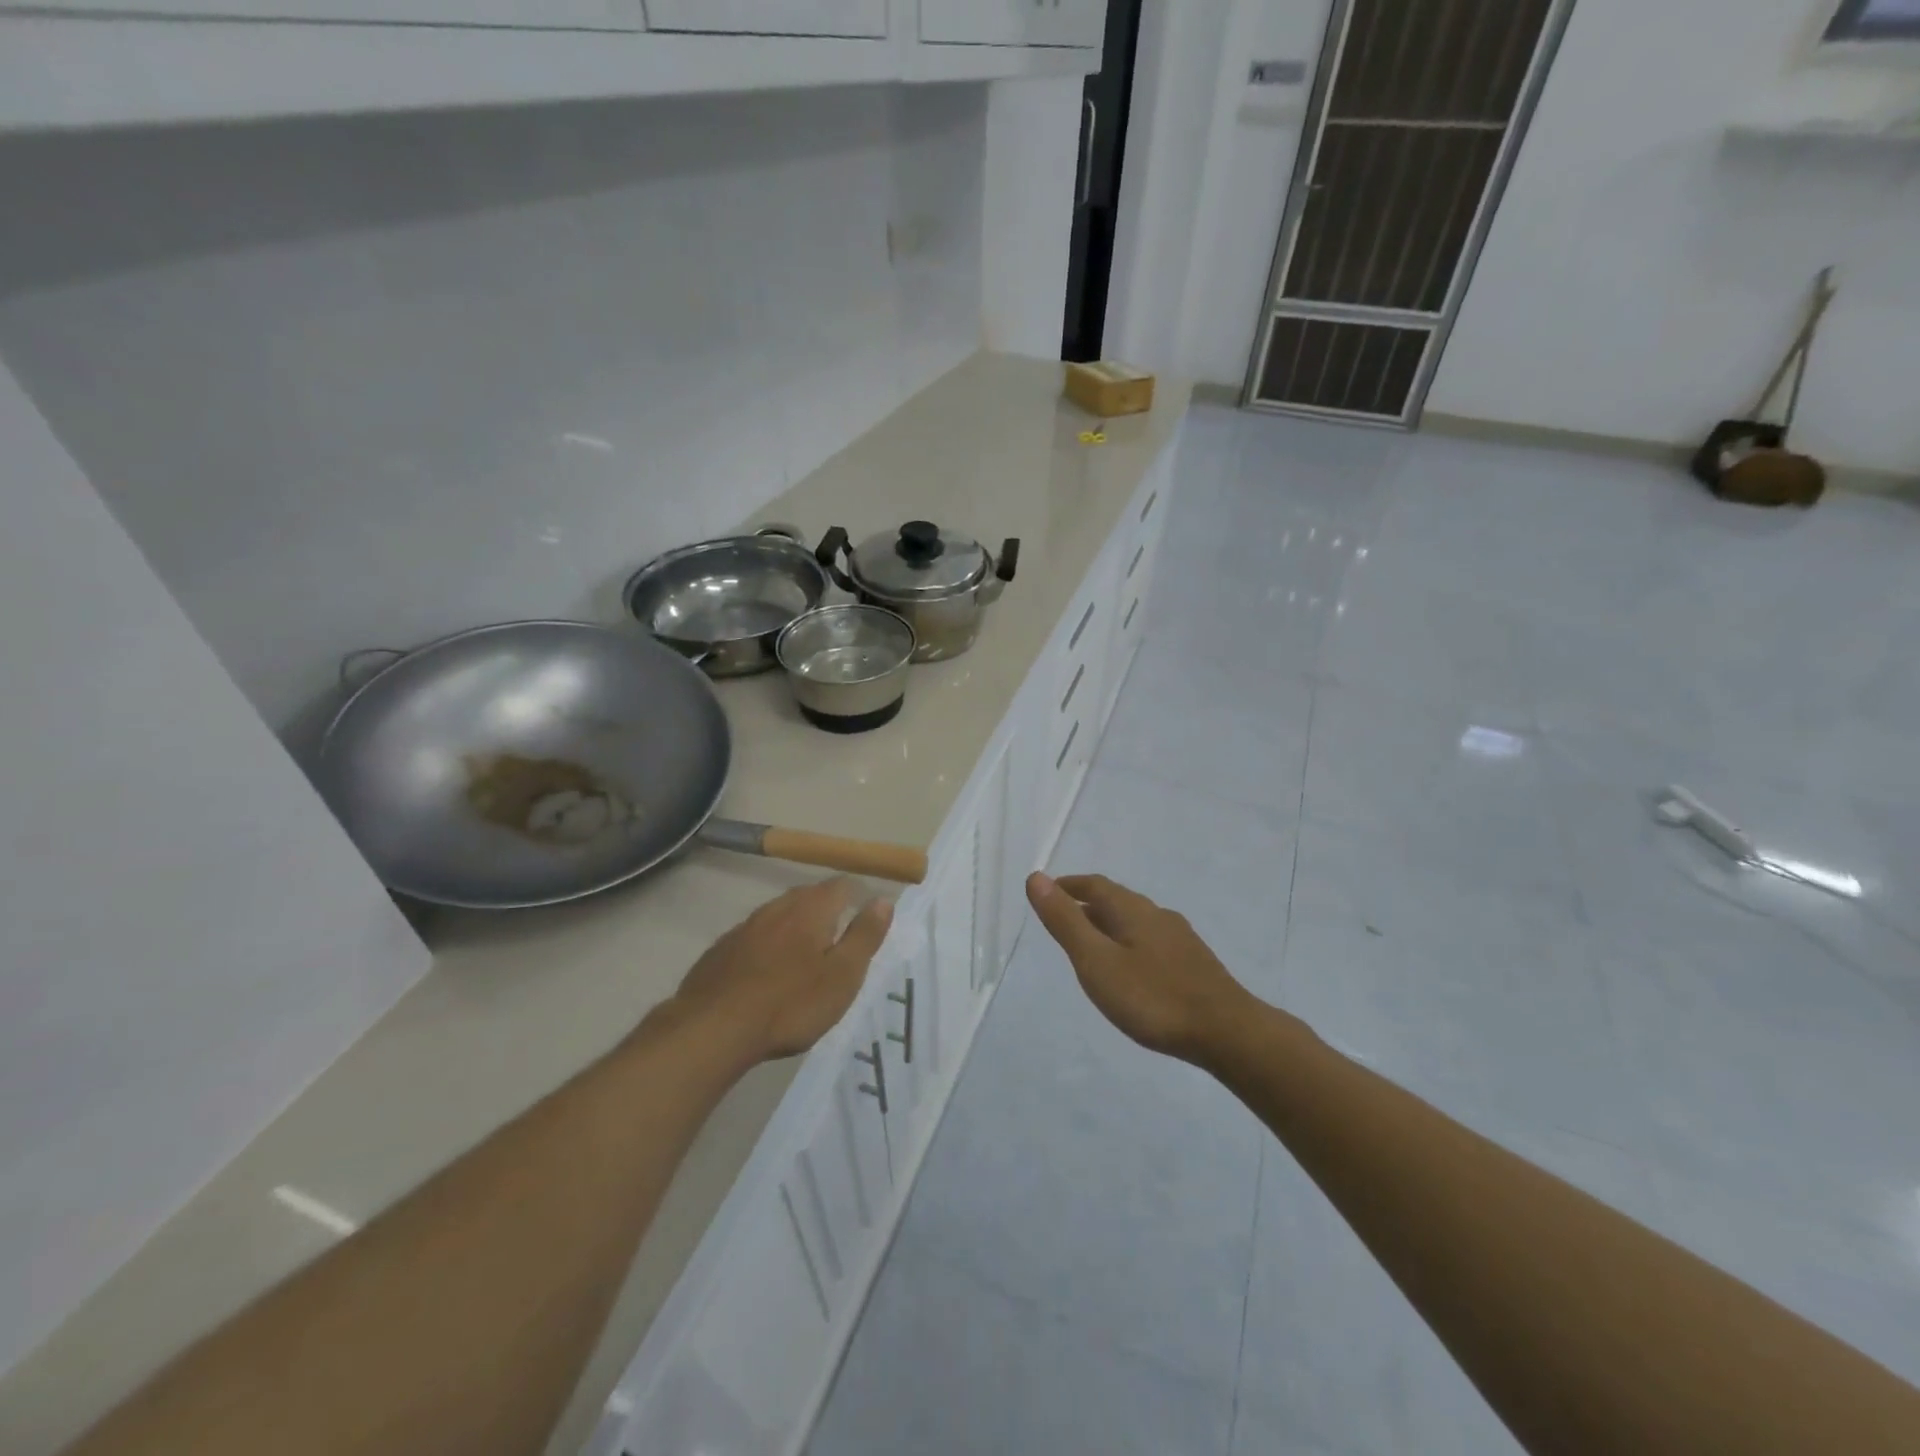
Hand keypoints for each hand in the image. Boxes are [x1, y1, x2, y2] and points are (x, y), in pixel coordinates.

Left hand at [667, 878, 893, 1065]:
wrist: (712, 1029)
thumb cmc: (791, 1004)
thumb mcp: (842, 975)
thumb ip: (864, 935)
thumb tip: (883, 900)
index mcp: (812, 908)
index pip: (842, 885)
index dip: (858, 896)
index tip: (866, 919)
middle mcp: (778, 907)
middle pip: (809, 896)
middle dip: (827, 910)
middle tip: (839, 939)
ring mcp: (745, 926)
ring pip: (779, 915)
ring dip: (796, 927)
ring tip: (806, 956)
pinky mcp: (721, 949)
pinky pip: (754, 937)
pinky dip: (768, 946)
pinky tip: (767, 973)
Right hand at [1026, 871, 1260, 1064]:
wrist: (1228, 1033)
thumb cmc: (1153, 997)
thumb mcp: (1097, 961)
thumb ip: (1066, 921)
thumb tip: (1036, 878)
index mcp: (1132, 910)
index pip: (1094, 885)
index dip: (1068, 885)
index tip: (1048, 892)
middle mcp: (1157, 915)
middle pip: (1116, 901)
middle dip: (1087, 905)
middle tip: (1063, 919)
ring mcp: (1180, 940)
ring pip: (1135, 922)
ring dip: (1109, 925)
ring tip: (1091, 946)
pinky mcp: (1194, 964)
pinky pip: (1151, 942)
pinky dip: (1129, 944)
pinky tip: (1131, 971)